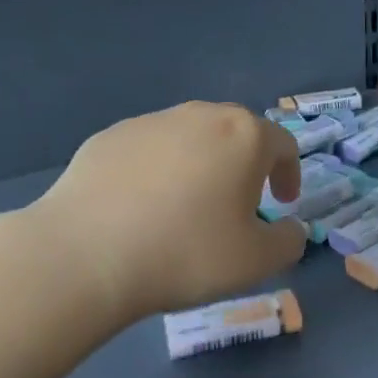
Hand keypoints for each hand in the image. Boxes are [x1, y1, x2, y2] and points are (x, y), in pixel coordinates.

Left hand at [27, 102, 308, 324]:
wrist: (87, 254)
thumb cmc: (186, 253)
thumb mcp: (256, 261)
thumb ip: (288, 241)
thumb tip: (290, 228)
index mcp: (242, 136)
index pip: (282, 144)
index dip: (289, 173)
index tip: (281, 203)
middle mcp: (198, 115)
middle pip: (234, 133)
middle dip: (244, 165)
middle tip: (238, 203)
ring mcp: (148, 122)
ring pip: (188, 138)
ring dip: (199, 165)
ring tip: (185, 207)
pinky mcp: (108, 137)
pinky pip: (147, 151)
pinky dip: (155, 172)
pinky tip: (140, 208)